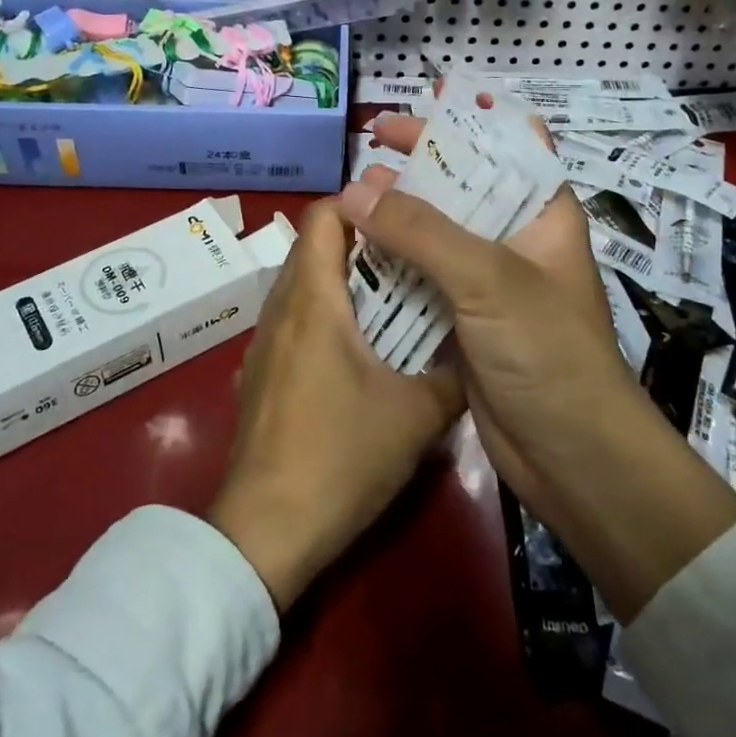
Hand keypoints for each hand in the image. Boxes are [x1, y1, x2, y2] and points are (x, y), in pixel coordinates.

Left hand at [208, 200, 464, 613]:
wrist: (266, 532)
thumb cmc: (341, 456)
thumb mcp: (416, 415)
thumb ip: (453, 374)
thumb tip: (476, 350)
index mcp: (313, 299)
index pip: (324, 216)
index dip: (362, 204)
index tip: (404, 213)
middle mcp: (280, 308)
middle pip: (313, 246)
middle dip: (361, 240)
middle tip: (411, 251)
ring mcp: (264, 342)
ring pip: (302, 283)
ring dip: (342, 279)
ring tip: (393, 294)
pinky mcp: (259, 373)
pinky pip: (293, 319)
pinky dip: (324, 313)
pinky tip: (358, 347)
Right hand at [340, 100, 735, 620]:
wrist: (572, 458)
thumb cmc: (547, 352)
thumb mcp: (488, 279)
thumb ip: (421, 231)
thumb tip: (353, 190)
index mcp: (542, 212)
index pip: (511, 144)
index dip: (469, 120)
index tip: (419, 108)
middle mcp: (516, 238)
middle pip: (464, 184)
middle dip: (418, 165)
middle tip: (369, 148)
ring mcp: (488, 280)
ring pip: (437, 231)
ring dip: (397, 214)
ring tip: (352, 197)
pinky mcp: (464, 318)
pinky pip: (422, 276)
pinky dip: (392, 261)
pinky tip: (356, 251)